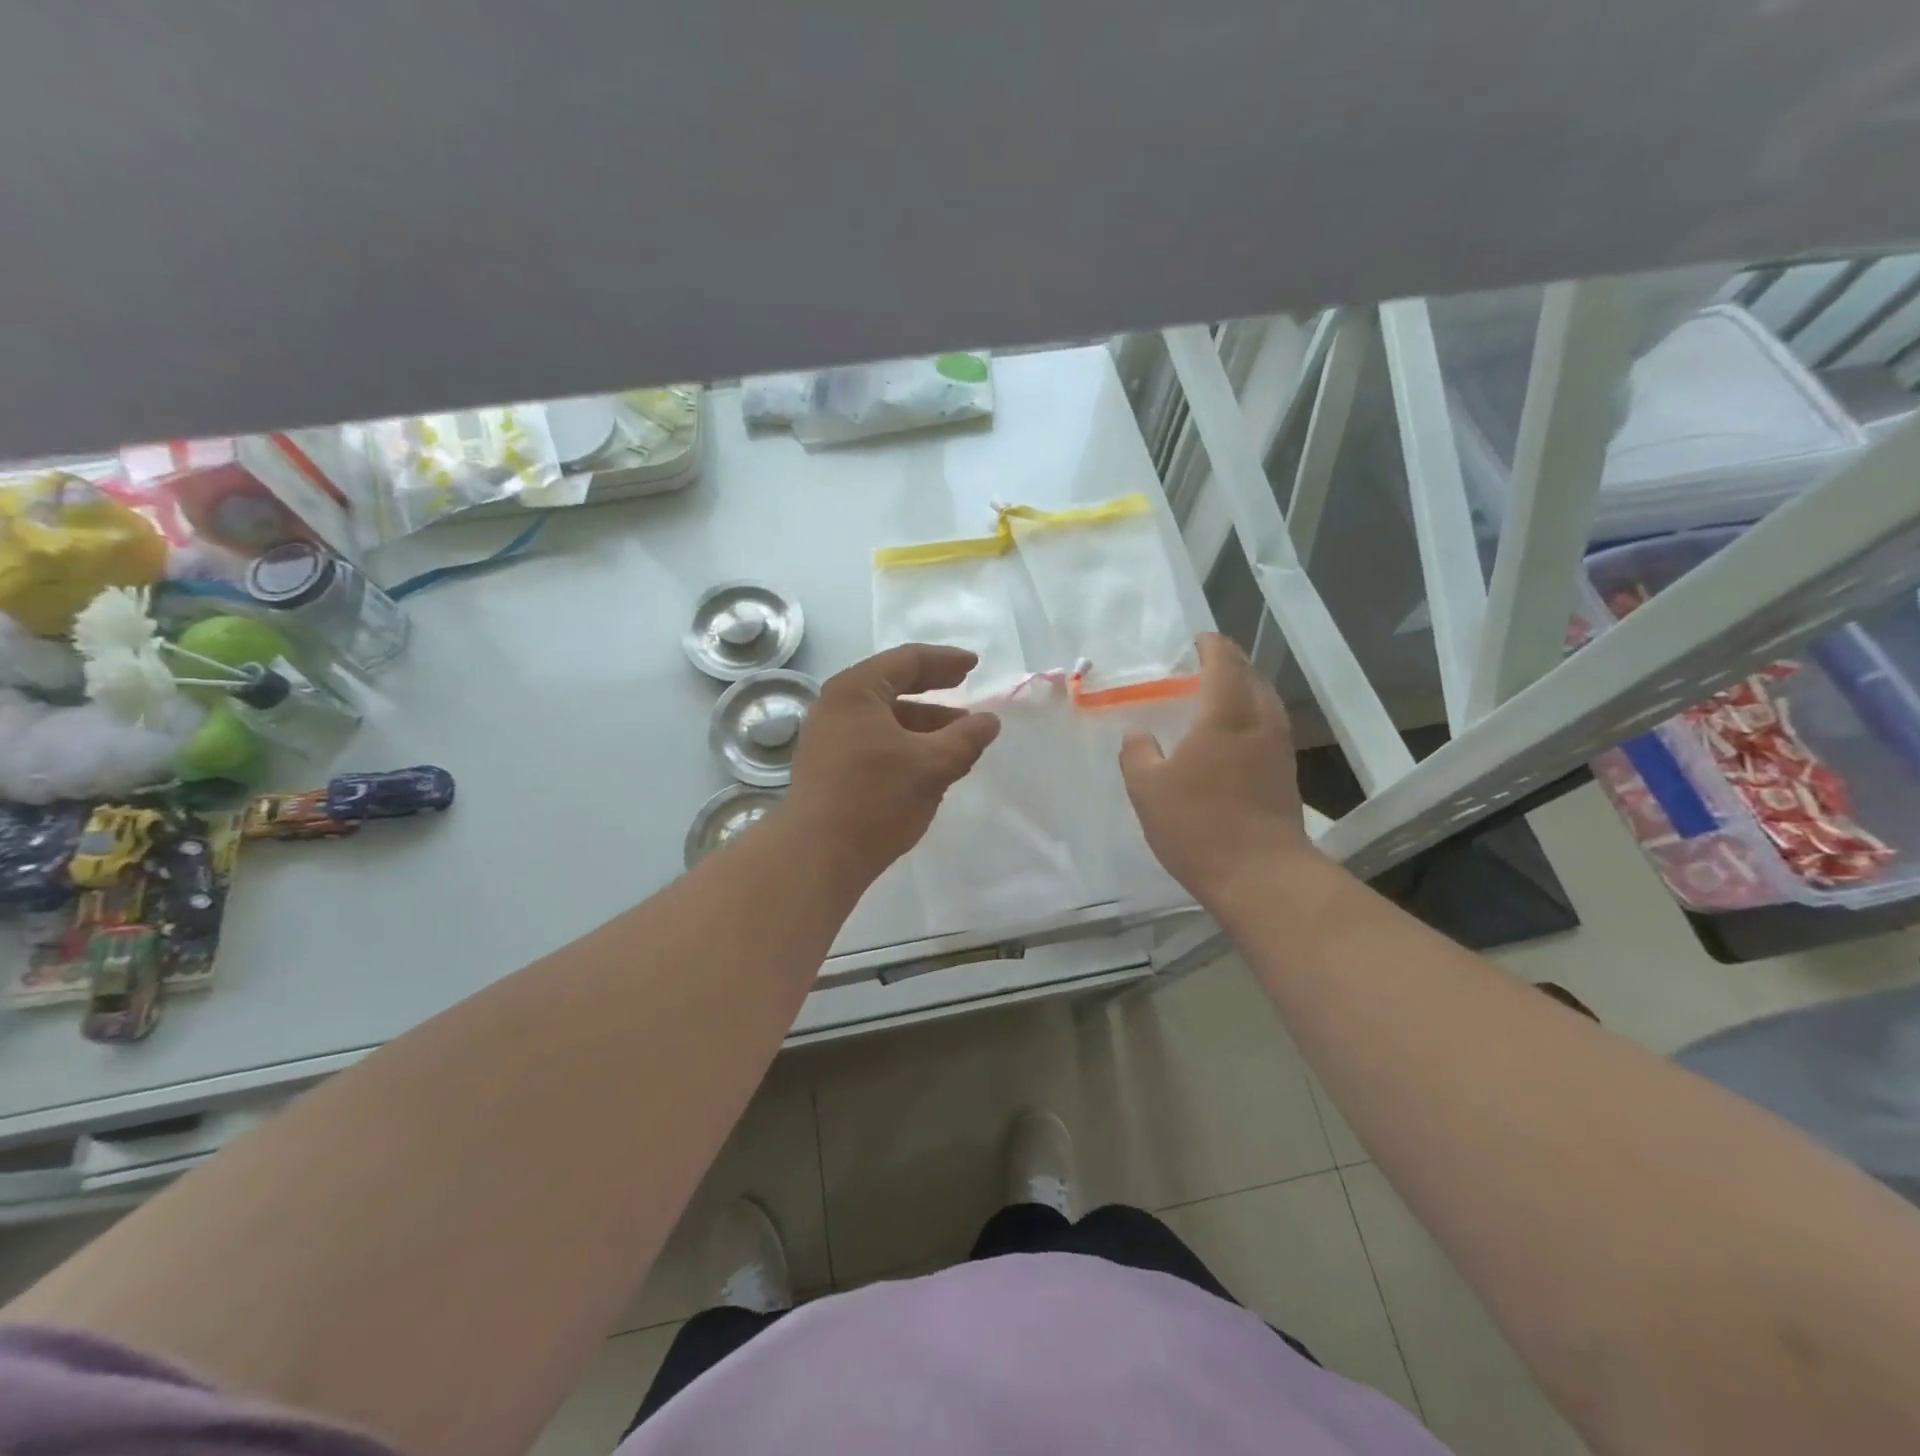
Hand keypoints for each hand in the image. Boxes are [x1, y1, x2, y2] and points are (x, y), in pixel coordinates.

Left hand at [787, 644, 1001, 887]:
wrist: (817, 855)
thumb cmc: (877, 798)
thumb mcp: (933, 765)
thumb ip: (966, 738)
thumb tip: (989, 721)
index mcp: (856, 690)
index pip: (907, 660)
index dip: (945, 660)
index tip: (974, 665)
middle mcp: (835, 706)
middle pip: (892, 685)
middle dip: (933, 689)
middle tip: (964, 687)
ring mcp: (827, 738)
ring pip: (884, 718)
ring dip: (922, 723)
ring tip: (957, 736)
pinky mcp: (827, 767)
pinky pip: (872, 741)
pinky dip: (904, 743)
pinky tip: (927, 763)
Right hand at [1119, 633, 1321, 909]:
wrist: (1261, 875)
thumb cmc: (1199, 824)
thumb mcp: (1148, 789)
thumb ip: (1138, 754)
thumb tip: (1138, 735)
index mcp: (1226, 714)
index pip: (1224, 662)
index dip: (1211, 646)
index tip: (1197, 641)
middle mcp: (1259, 722)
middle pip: (1251, 677)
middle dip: (1229, 664)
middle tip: (1202, 666)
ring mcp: (1278, 749)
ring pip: (1264, 702)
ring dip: (1243, 691)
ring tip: (1216, 698)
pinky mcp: (1285, 775)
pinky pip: (1268, 728)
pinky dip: (1249, 718)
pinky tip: (1230, 738)